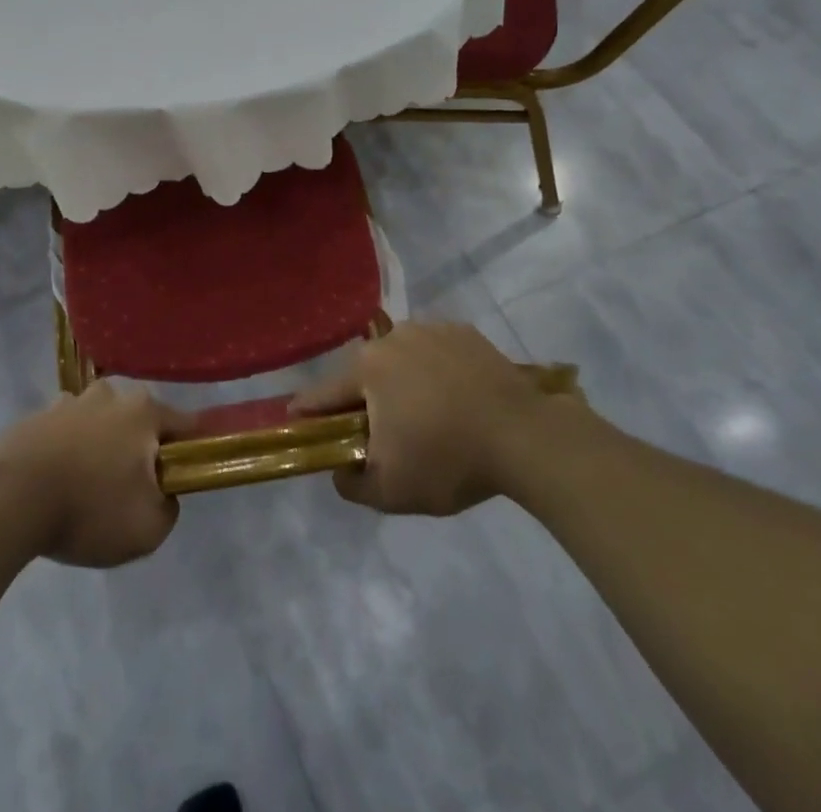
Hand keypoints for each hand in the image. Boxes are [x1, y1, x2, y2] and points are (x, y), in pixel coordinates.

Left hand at [0, 383, 196, 567]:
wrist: (9, 502)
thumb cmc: (89, 510)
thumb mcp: (148, 528)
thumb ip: (169, 507)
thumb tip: (163, 492)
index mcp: (142, 412)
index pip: (183, 424)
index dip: (189, 449)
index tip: (184, 473)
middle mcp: (109, 395)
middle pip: (136, 421)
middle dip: (138, 447)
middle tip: (129, 487)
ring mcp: (68, 402)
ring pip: (97, 423)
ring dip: (98, 446)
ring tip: (87, 487)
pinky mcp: (34, 418)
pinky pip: (62, 434)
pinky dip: (65, 452)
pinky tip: (55, 484)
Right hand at [289, 321, 554, 515]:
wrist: (524, 437)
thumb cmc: (448, 460)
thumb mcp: (391, 491)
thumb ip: (351, 482)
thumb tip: (339, 470)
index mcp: (368, 368)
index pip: (324, 393)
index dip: (308, 410)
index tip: (296, 419)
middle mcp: (393, 337)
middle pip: (365, 373)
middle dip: (365, 399)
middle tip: (379, 431)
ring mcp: (431, 329)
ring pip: (402, 359)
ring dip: (402, 382)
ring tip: (424, 415)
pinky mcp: (465, 331)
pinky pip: (437, 352)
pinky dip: (436, 371)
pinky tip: (454, 397)